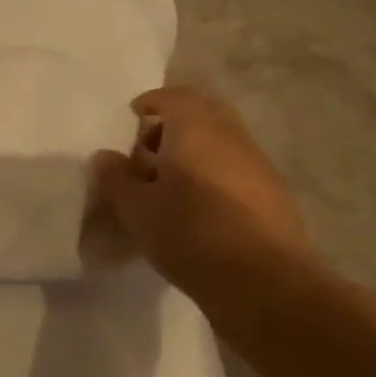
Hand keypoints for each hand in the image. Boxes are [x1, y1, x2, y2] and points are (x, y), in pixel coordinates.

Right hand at [89, 87, 313, 308]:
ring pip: (221, 140)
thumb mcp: (137, 209)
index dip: (153, 101)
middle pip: (204, 113)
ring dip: (193, 149)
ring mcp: (256, 164)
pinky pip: (233, 166)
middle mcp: (231, 137)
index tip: (133, 114)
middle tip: (147, 147)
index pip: (176, 97)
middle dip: (174, 122)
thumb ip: (116, 178)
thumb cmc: (189, 234)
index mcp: (196, 131)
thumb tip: (105, 156)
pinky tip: (194, 204)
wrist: (261, 279)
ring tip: (165, 181)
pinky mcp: (270, 193)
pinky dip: (211, 171)